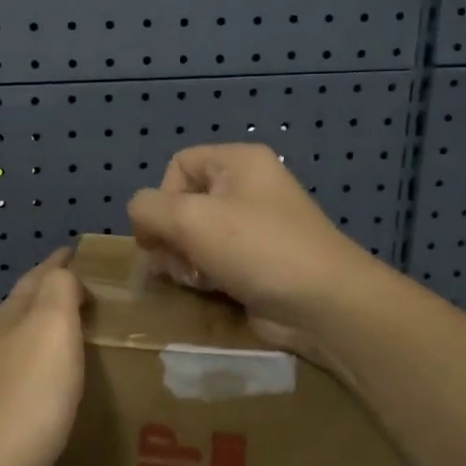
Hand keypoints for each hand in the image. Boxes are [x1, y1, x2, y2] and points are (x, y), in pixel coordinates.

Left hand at [0, 249, 85, 465]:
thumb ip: (60, 289)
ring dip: (64, 337)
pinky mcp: (14, 421)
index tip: (89, 254)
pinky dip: (64, 375)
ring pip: (38, 346)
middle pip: (34, 308)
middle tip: (109, 297)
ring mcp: (4, 384)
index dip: (62, 262)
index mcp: (11, 316)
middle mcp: (2, 344)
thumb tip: (66, 274)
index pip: (39, 275)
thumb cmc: (29, 391)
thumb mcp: (49, 324)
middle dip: (64, 296)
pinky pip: (44, 384)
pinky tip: (83, 388)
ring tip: (103, 338)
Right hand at [127, 144, 379, 358]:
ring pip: (194, 236)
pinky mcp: (257, 261)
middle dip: (171, 236)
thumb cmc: (257, 248)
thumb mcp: (190, 218)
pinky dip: (204, 275)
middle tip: (177, 262)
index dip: (162, 197)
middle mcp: (247, 187)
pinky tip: (210, 290)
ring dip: (184, 259)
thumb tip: (141, 218)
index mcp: (238, 161)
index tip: (161, 231)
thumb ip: (148, 208)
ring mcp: (255, 226)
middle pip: (183, 203)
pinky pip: (214, 260)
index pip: (178, 165)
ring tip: (195, 279)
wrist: (324, 304)